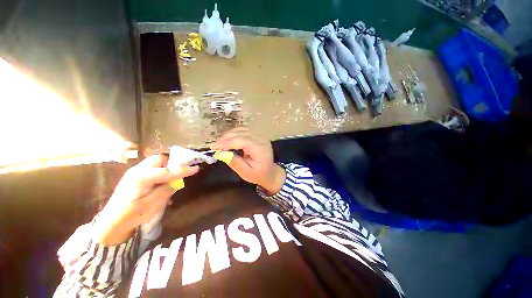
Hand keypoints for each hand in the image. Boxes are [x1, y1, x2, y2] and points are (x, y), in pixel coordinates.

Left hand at [95, 155, 198, 244]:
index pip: (168, 171)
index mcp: (142, 177)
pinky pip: (152, 170)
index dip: (183, 170)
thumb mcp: (152, 205)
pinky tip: (160, 187)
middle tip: (176, 175)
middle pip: (159, 159)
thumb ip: (166, 191)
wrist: (111, 223)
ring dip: (165, 169)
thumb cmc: (131, 215)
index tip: (196, 168)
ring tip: (168, 182)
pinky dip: (160, 175)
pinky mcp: (135, 178)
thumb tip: (176, 182)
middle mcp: (138, 171)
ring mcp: (135, 173)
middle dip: (170, 164)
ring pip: (155, 164)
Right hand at [211, 127, 285, 194]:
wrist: (270, 171)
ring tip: (220, 143)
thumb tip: (220, 153)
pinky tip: (228, 139)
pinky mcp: (257, 134)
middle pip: (241, 133)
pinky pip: (243, 129)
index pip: (242, 141)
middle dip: (225, 138)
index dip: (226, 142)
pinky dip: (234, 133)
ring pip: (241, 129)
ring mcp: (260, 135)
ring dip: (229, 135)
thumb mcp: (246, 173)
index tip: (213, 147)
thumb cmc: (259, 174)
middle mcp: (261, 138)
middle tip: (214, 146)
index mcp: (260, 149)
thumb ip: (234, 162)